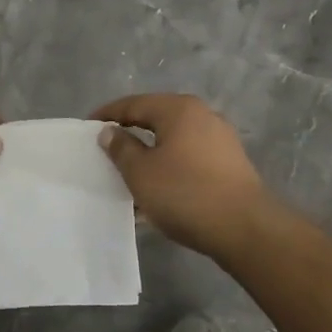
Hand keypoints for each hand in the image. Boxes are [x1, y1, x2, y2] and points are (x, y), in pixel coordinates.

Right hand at [91, 94, 271, 261]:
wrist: (244, 228)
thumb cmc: (185, 193)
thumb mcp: (141, 172)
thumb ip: (121, 148)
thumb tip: (110, 131)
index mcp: (179, 109)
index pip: (134, 104)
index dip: (108, 114)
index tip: (87, 127)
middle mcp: (202, 116)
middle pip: (156, 119)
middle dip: (130, 134)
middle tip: (106, 149)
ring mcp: (220, 140)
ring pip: (173, 142)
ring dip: (150, 155)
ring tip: (128, 175)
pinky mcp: (229, 164)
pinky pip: (188, 159)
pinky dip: (169, 168)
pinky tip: (157, 191)